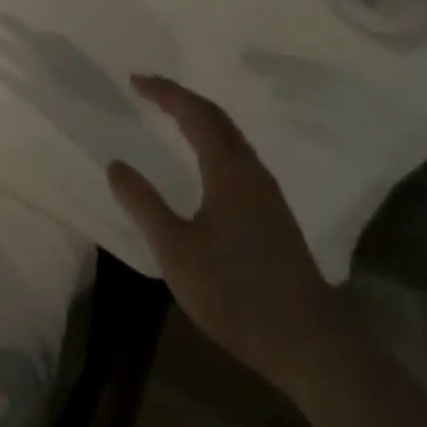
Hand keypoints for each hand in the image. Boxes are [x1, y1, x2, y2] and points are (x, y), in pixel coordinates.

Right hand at [107, 74, 348, 393]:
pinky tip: (204, 161)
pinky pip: (238, 156)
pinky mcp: (275, 214)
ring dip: (200, 118)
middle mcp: (251, 171)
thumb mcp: (176, 251)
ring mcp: (268, 193)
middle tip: (149, 90)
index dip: (164, 92)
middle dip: (181, 97)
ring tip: (171, 116)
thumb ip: (144, 205)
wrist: (311, 345)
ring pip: (231, 136)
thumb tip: (115, 164)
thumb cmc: (236, 293)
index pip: (194, 113)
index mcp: (227, 170)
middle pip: (217, 117)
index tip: (135, 81)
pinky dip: (213, 140)